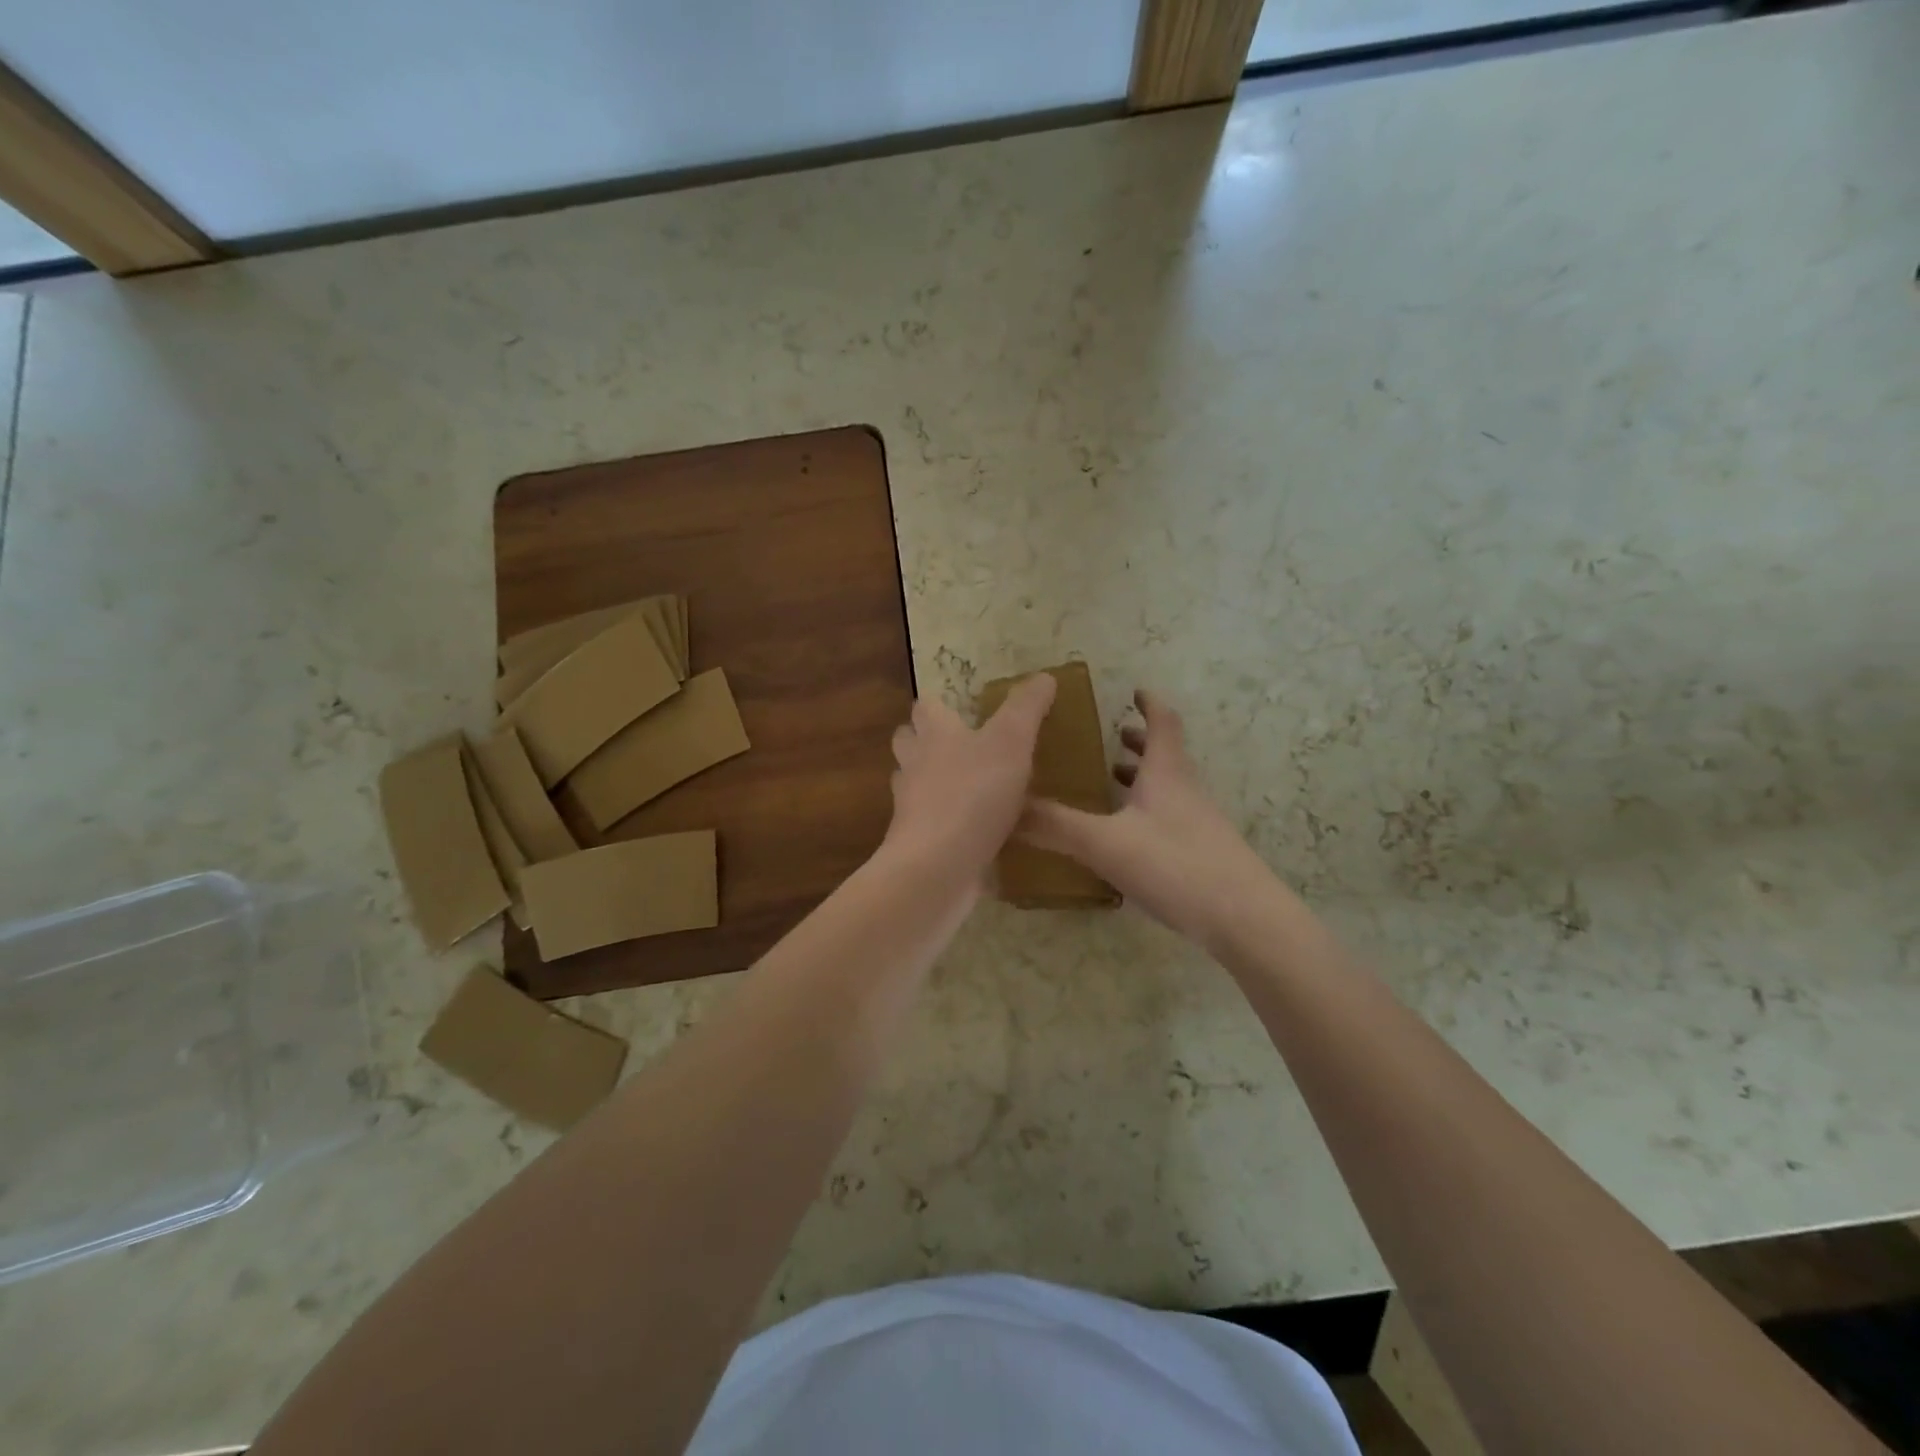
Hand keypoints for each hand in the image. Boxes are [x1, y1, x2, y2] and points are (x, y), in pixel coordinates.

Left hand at [883, 675, 1057, 885]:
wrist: (938, 865)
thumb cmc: (974, 793)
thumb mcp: (1011, 741)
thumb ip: (1026, 708)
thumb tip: (1044, 676)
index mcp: (934, 734)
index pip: (926, 706)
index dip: (940, 703)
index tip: (961, 705)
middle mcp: (915, 765)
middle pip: (909, 741)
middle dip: (926, 739)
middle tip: (961, 744)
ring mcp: (912, 807)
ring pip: (915, 783)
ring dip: (934, 781)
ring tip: (969, 785)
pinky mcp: (919, 842)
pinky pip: (930, 823)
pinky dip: (946, 822)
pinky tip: (973, 830)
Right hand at [1022, 689, 1280, 949]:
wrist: (1245, 919)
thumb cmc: (1175, 864)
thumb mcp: (1105, 843)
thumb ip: (1055, 825)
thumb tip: (1005, 809)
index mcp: (1166, 773)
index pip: (1162, 723)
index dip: (1149, 704)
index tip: (1134, 690)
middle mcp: (1185, 791)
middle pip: (1166, 755)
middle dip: (1139, 742)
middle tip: (1113, 735)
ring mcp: (1198, 824)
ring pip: (1168, 788)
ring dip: (1142, 777)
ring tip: (1112, 780)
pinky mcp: (1202, 854)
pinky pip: (1168, 818)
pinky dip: (1146, 812)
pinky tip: (1126, 836)